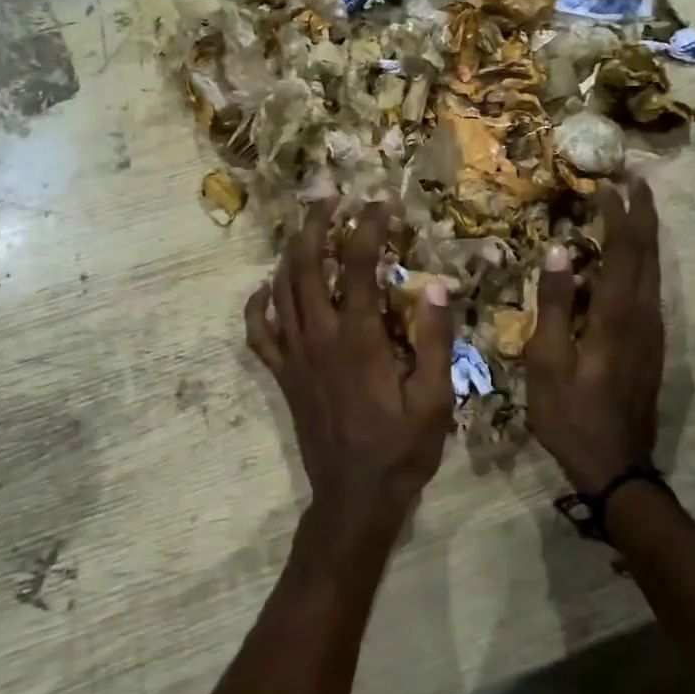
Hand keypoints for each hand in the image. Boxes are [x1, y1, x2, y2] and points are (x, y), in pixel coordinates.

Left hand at [245, 200, 454, 550]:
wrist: (355, 497)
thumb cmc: (402, 448)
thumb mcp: (436, 398)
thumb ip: (436, 339)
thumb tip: (437, 285)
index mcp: (359, 337)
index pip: (358, 265)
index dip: (368, 226)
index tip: (381, 201)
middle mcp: (319, 337)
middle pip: (307, 265)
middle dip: (316, 224)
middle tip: (329, 196)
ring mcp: (294, 355)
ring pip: (280, 289)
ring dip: (291, 252)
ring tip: (305, 227)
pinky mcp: (282, 375)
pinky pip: (258, 333)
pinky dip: (257, 305)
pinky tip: (264, 288)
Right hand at [526, 178, 663, 493]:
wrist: (616, 465)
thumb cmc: (571, 415)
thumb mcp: (548, 361)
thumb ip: (554, 303)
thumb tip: (558, 249)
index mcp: (616, 314)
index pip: (622, 249)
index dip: (616, 212)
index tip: (605, 181)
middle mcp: (644, 314)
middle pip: (648, 252)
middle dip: (642, 212)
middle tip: (633, 179)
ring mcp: (653, 330)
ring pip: (654, 268)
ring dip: (644, 234)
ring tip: (632, 207)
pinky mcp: (652, 344)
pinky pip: (649, 287)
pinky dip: (640, 260)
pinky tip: (626, 259)